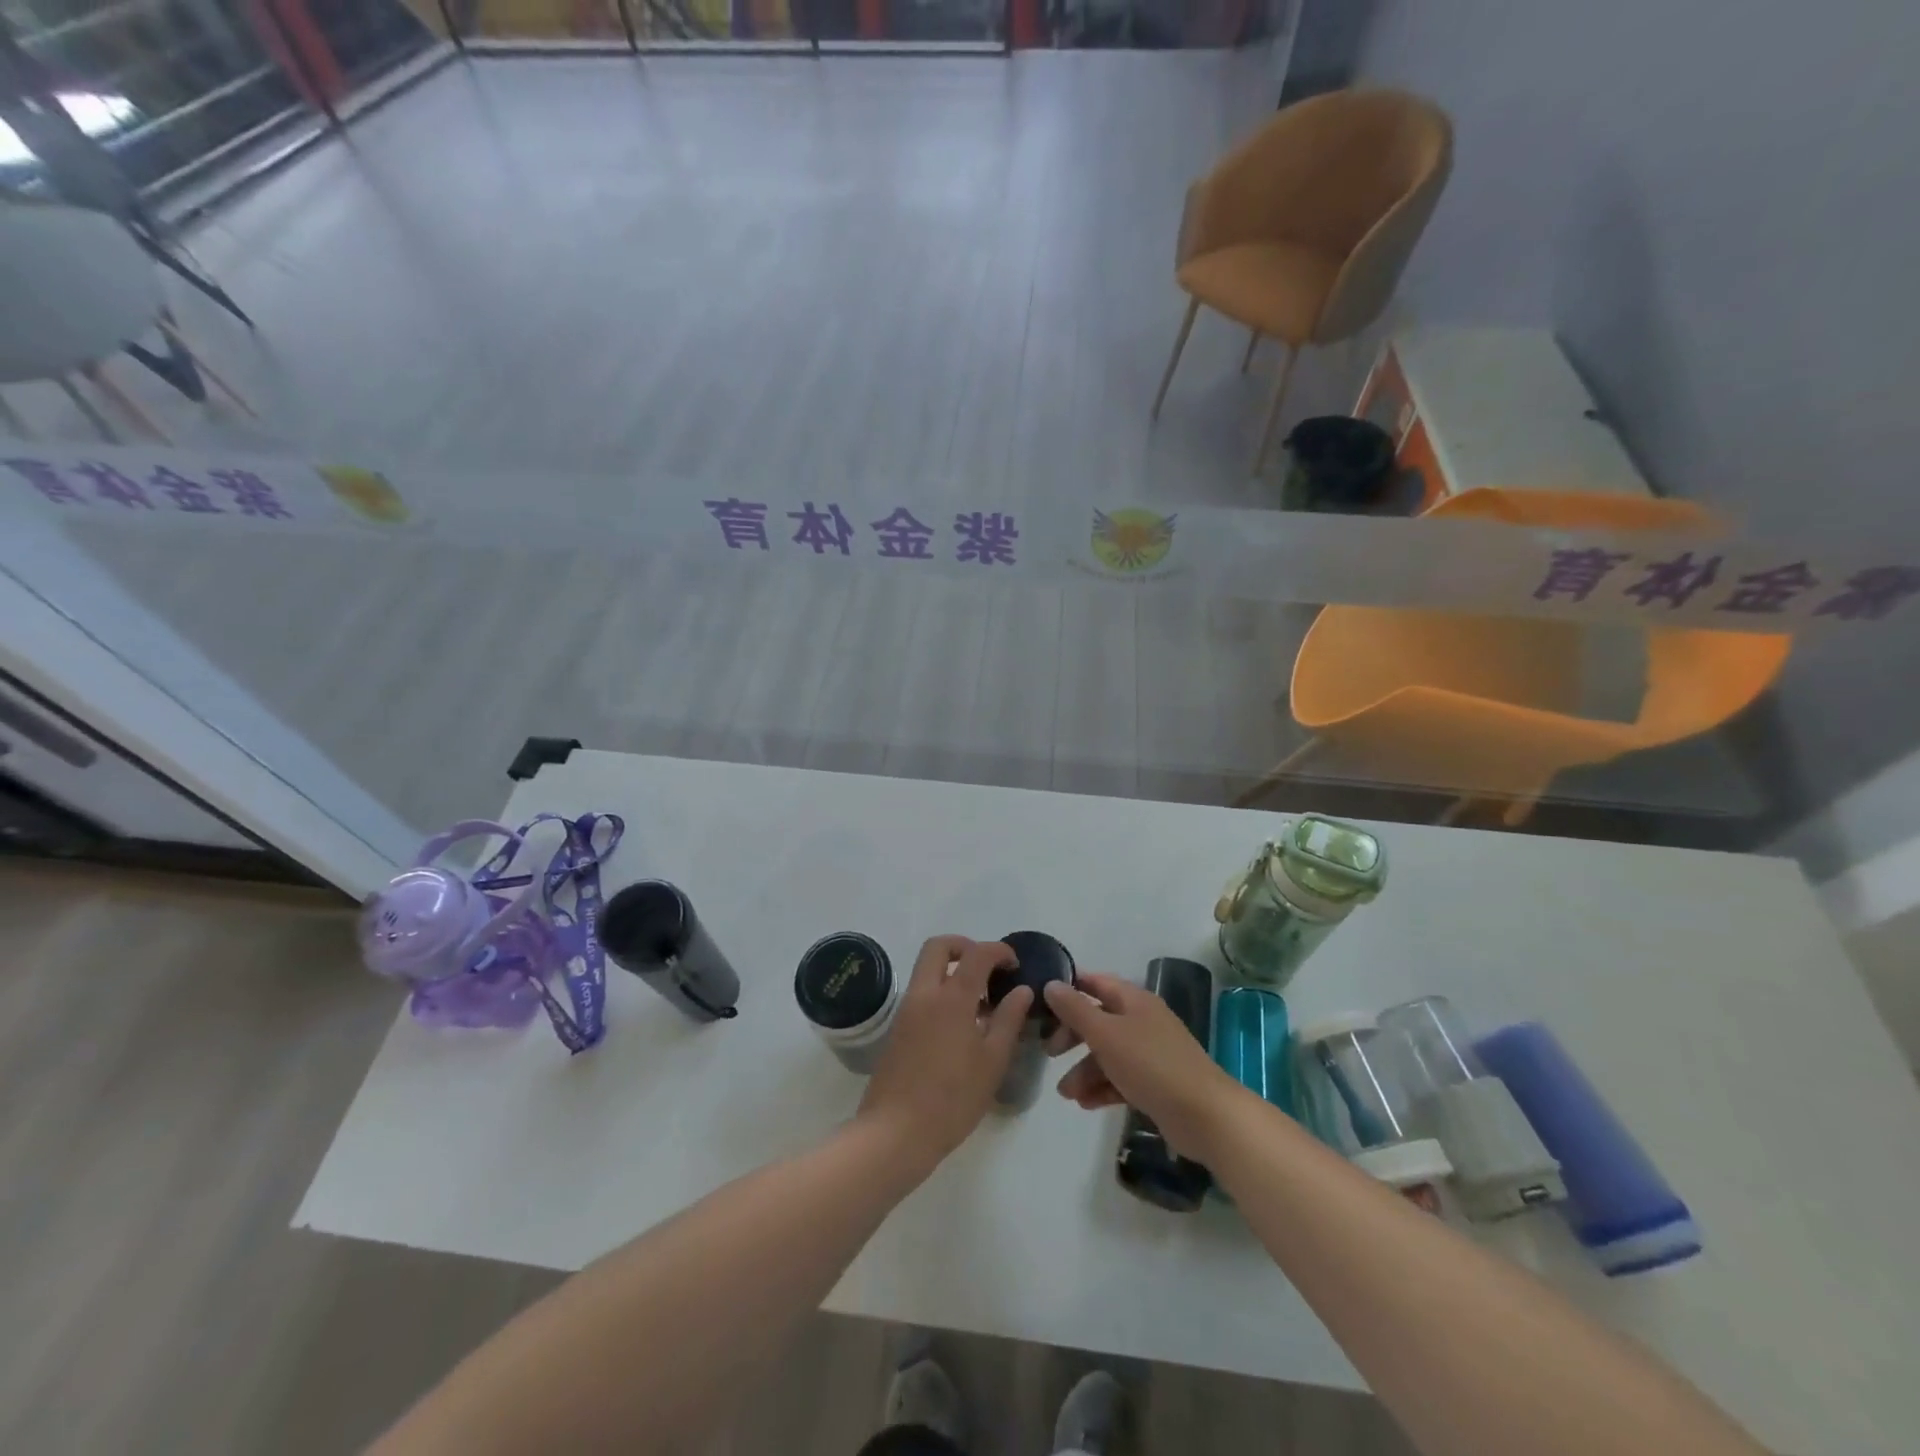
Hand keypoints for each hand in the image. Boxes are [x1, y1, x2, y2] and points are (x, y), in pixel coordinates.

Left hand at [858, 937, 1029, 1167]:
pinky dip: (941, 991)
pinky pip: (921, 992)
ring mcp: (906, 1009)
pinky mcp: (897, 1028)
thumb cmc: (953, 1099)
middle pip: (939, 946)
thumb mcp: (992, 1061)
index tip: (1015, 965)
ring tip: (980, 1003)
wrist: (895, 1132)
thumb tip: (1022, 990)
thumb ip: (1008, 1020)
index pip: (977, 953)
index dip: (999, 951)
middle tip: (988, 969)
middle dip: (965, 946)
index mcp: (952, 998)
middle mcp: (925, 994)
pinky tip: (960, 1026)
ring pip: (926, 968)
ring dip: (952, 970)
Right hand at [1044, 972, 1239, 1160]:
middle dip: (1072, 1037)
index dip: (1070, 989)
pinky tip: (1085, 1104)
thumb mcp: (1105, 1033)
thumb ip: (1075, 1009)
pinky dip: (1102, 1088)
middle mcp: (1142, 1021)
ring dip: (1084, 1071)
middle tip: (1050, 1053)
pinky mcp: (1155, 1083)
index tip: (1043, 1003)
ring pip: (1108, 1054)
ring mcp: (1151, 1053)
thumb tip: (1051, 984)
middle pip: (1099, 1020)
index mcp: (1134, 1000)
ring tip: (1066, 1094)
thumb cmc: (1150, 1064)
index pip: (1096, 983)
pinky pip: (1121, 1079)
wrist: (1204, 1115)